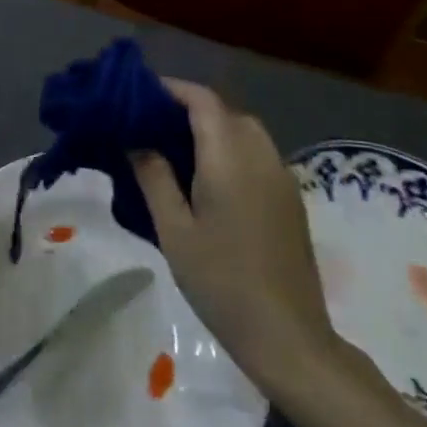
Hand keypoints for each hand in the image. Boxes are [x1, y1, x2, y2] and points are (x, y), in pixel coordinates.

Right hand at [132, 80, 343, 397]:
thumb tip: (137, 141)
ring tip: (174, 147)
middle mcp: (261, 159)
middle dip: (189, 108)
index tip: (139, 95)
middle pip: (226, 112)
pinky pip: (258, 155)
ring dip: (212, 128)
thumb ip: (154, 177)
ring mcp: (282, 180)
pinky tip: (206, 177)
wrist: (288, 337)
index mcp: (230, 160)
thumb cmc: (221, 282)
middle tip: (151, 124)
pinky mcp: (290, 201)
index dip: (172, 89)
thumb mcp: (174, 230)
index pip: (203, 101)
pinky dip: (230, 148)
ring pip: (246, 132)